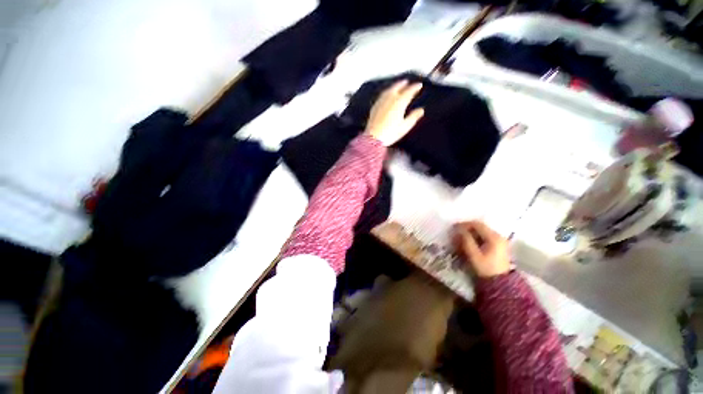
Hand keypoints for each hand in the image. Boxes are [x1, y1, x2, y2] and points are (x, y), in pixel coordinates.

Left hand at [365, 80, 424, 146]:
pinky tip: (386, 95)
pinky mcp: (375, 107)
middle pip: (398, 87)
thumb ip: (414, 117)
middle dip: (403, 84)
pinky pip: (382, 96)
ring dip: (394, 86)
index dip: (415, 87)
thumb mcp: (405, 126)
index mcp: (399, 102)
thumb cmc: (390, 133)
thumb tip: (421, 110)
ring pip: (388, 90)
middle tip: (407, 82)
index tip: (419, 85)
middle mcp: (390, 99)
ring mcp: (381, 102)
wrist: (374, 138)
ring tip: (397, 86)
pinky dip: (386, 92)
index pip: (409, 91)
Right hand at [453, 220, 509, 277]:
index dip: (464, 224)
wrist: (500, 283)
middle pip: (479, 227)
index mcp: (494, 237)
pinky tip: (468, 243)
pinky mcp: (498, 245)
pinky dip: (475, 238)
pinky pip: (484, 237)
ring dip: (470, 234)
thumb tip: (459, 229)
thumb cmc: (486, 268)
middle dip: (466, 229)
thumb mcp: (474, 255)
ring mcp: (499, 241)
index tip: (454, 227)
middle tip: (456, 234)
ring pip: (481, 232)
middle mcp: (498, 236)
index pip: (477, 224)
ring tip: (460, 240)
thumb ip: (466, 240)